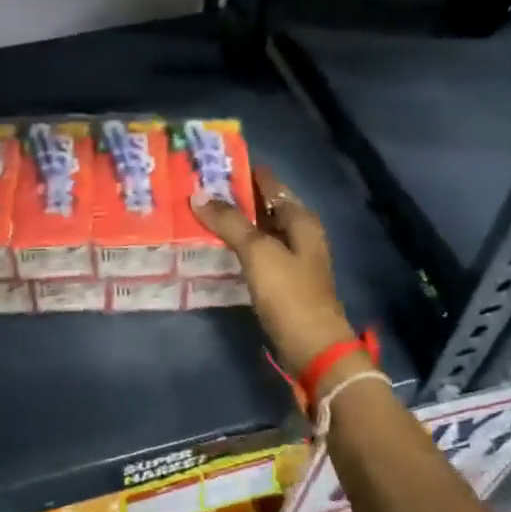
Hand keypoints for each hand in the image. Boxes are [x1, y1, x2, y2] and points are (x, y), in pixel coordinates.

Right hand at [190, 167, 359, 377]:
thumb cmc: (289, 293)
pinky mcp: (282, 281)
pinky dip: (238, 246)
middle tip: (198, 188)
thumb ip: (229, 222)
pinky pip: (257, 253)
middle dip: (235, 197)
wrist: (313, 347)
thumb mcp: (257, 252)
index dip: (245, 173)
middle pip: (265, 206)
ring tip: (199, 213)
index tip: (213, 164)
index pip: (270, 184)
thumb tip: (199, 195)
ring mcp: (292, 258)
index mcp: (300, 219)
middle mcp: (300, 233)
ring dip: (235, 222)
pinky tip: (216, 247)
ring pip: (259, 230)